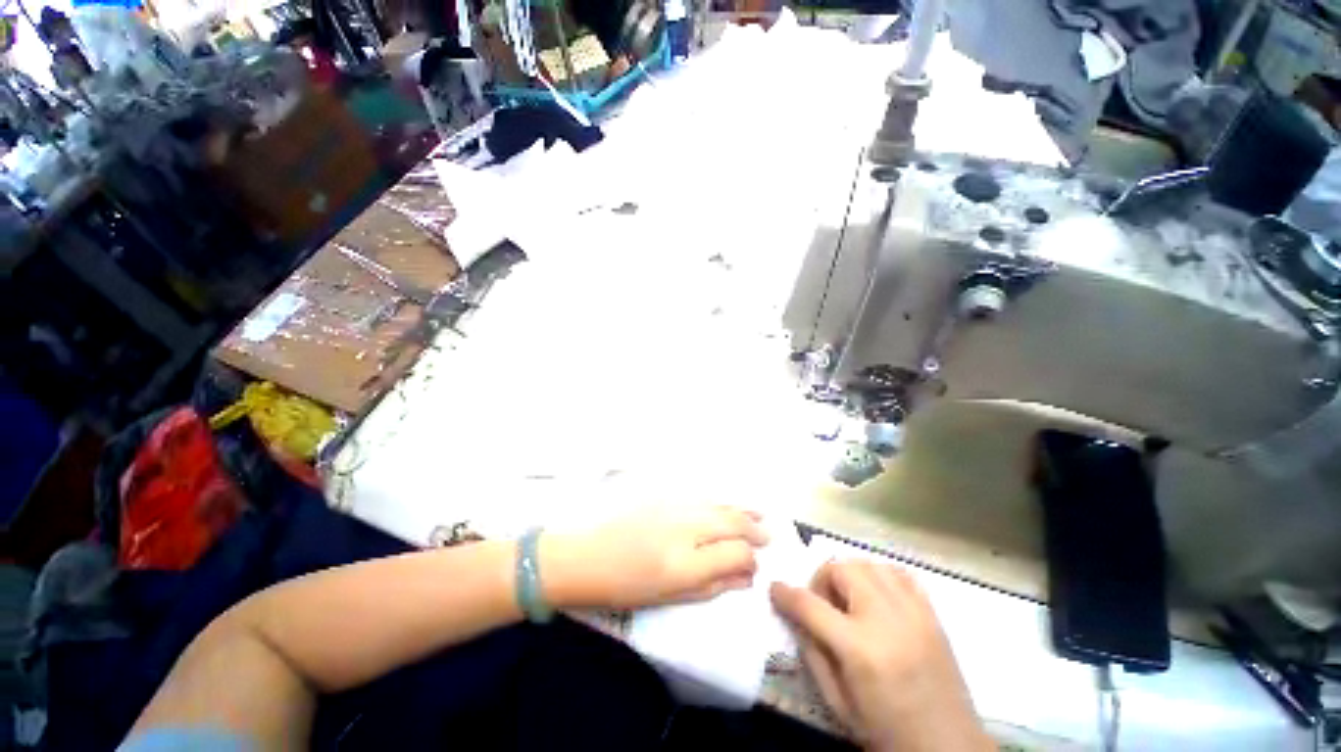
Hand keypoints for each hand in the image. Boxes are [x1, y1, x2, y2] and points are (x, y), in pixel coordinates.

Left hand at [541, 505, 768, 609]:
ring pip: (721, 506)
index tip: (754, 568)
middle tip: (768, 538)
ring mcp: (677, 506)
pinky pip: (704, 498)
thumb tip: (746, 578)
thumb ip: (712, 586)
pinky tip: (729, 507)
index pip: (737, 553)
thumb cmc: (624, 587)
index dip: (751, 561)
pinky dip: (722, 503)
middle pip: (733, 523)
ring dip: (743, 512)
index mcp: (687, 562)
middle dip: (755, 531)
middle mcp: (687, 527)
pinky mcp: (666, 496)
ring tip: (760, 517)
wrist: (585, 555)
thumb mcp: (670, 597)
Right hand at [770, 561, 990, 751]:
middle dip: (822, 580)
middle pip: (841, 569)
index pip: (809, 604)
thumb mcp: (837, 702)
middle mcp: (886, 619)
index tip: (774, 589)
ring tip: (851, 601)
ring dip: (850, 575)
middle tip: (823, 605)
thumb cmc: (885, 731)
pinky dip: (881, 576)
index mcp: (859, 648)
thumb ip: (811, 653)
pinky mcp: (932, 614)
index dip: (785, 593)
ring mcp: (913, 612)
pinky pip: (900, 573)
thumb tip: (795, 615)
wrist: (947, 748)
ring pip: (869, 563)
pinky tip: (878, 598)